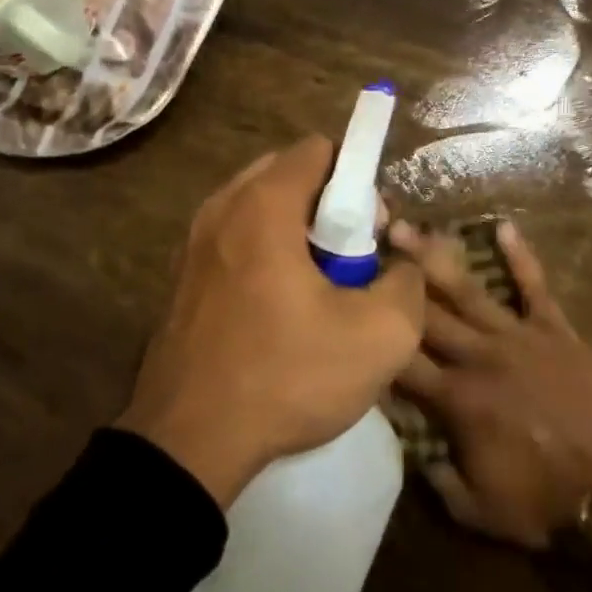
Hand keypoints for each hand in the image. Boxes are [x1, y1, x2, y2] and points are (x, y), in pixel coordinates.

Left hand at [120, 137, 426, 507]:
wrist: (190, 441)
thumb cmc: (287, 375)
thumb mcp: (381, 336)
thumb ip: (409, 283)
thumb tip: (401, 266)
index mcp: (263, 205)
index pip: (319, 149)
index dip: (358, 180)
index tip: (372, 231)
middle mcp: (221, 208)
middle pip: (288, 174)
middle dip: (329, 204)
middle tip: (352, 258)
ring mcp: (194, 243)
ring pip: (260, 209)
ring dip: (298, 232)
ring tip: (320, 286)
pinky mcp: (183, 278)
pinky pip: (236, 241)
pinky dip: (266, 253)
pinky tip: (282, 308)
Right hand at [388, 219, 591, 548]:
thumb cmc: (542, 498)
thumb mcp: (476, 510)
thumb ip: (435, 478)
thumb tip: (409, 447)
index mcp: (455, 398)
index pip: (401, 360)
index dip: (373, 338)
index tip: (351, 311)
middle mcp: (477, 356)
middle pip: (424, 312)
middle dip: (391, 280)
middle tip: (363, 245)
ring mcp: (516, 335)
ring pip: (466, 288)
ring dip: (433, 256)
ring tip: (405, 227)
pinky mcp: (553, 327)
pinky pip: (534, 285)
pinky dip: (521, 256)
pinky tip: (504, 226)